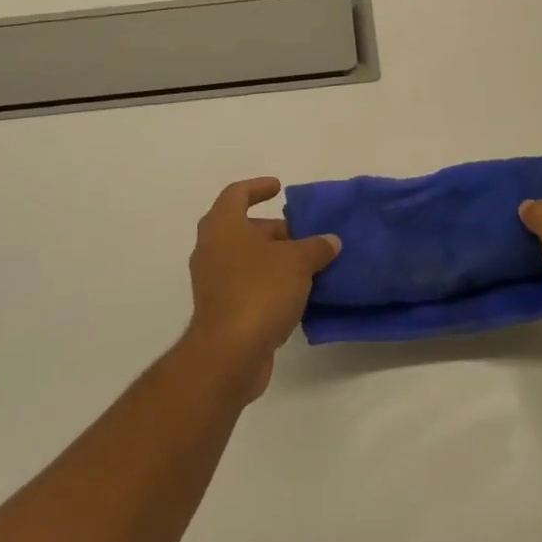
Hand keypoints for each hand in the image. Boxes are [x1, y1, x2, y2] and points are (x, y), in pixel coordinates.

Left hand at [184, 177, 341, 400]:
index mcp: (223, 226)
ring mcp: (213, 281)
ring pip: (246, 259)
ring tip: (308, 264)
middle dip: (275, 230)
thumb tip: (330, 241)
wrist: (229, 354)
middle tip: (305, 234)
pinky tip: (297, 294)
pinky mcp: (220, 310)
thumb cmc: (259, 291)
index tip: (279, 188)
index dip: (258, 187)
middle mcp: (211, 249)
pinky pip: (246, 285)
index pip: (237, 194)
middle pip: (244, 228)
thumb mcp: (297, 262)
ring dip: (274, 259)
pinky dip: (269, 283)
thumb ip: (316, 247)